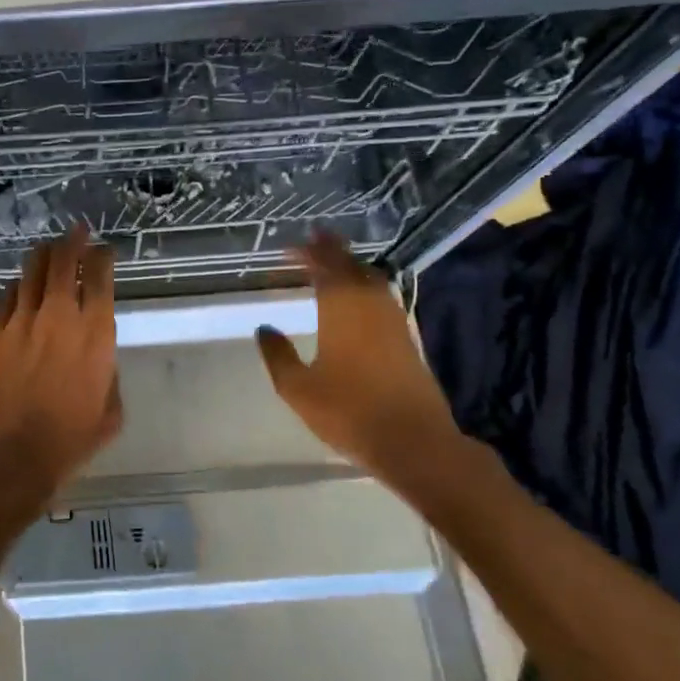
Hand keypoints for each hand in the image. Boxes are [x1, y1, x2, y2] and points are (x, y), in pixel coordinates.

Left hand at [0, 226, 121, 502]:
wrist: (6, 458)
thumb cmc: (66, 444)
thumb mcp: (109, 414)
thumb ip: (108, 375)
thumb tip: (98, 357)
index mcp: (95, 335)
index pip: (100, 278)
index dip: (103, 257)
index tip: (104, 250)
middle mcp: (59, 317)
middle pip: (64, 261)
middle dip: (72, 241)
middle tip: (76, 232)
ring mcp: (20, 321)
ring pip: (32, 272)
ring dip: (44, 257)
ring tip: (48, 250)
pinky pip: (6, 297)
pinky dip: (18, 288)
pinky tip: (20, 288)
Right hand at [255, 232, 463, 480]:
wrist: (414, 442)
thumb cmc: (349, 413)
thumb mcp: (298, 388)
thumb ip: (278, 355)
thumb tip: (265, 328)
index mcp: (342, 311)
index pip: (325, 269)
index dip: (308, 254)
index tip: (290, 246)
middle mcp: (370, 307)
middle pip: (352, 268)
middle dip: (333, 251)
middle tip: (314, 238)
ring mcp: (394, 322)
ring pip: (372, 281)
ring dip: (352, 266)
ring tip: (333, 261)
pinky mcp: (406, 340)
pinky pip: (382, 298)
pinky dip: (365, 286)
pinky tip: (358, 296)